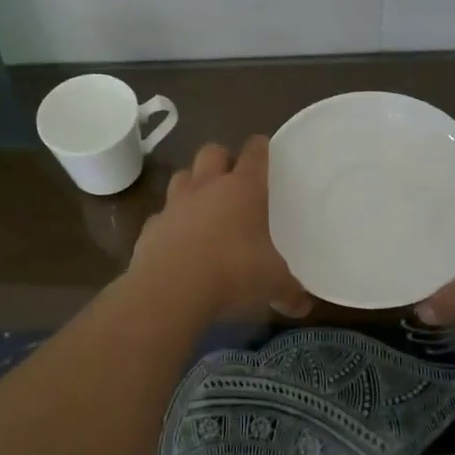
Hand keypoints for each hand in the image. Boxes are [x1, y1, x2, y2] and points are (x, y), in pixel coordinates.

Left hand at [128, 138, 313, 320]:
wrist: (170, 290)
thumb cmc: (233, 274)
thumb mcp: (272, 284)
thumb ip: (289, 291)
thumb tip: (303, 306)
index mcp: (243, 189)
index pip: (254, 153)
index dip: (260, 148)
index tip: (264, 150)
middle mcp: (207, 187)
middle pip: (212, 152)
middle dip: (222, 159)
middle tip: (232, 179)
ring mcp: (174, 205)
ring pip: (181, 177)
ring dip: (192, 185)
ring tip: (203, 206)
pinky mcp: (150, 228)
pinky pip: (161, 216)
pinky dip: (170, 223)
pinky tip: (177, 243)